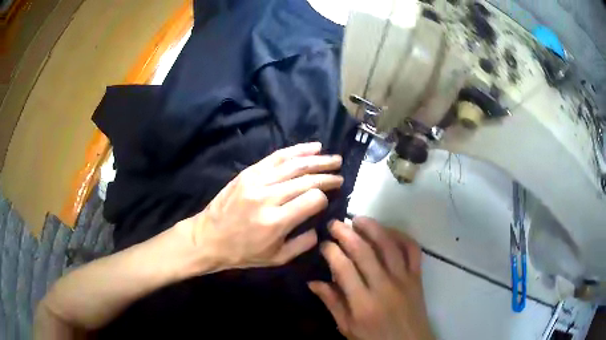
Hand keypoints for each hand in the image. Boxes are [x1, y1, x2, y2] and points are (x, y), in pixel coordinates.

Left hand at [179, 142, 343, 270]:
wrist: (208, 238)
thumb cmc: (242, 252)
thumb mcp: (276, 258)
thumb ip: (303, 244)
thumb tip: (320, 227)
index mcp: (276, 221)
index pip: (312, 199)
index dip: (324, 197)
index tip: (328, 199)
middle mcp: (268, 197)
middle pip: (306, 179)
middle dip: (327, 176)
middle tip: (340, 174)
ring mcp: (256, 181)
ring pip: (293, 164)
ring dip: (317, 160)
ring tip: (333, 158)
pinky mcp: (248, 173)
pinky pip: (276, 157)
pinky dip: (296, 150)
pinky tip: (311, 147)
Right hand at [309, 217, 433, 339]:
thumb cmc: (374, 338)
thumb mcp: (347, 328)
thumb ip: (332, 304)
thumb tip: (313, 282)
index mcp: (363, 303)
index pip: (344, 268)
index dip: (331, 251)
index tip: (323, 243)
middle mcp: (384, 286)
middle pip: (364, 251)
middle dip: (346, 233)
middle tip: (334, 223)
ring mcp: (404, 279)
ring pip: (389, 245)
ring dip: (373, 228)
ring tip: (358, 219)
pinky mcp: (417, 276)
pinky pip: (412, 250)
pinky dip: (401, 236)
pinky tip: (388, 231)